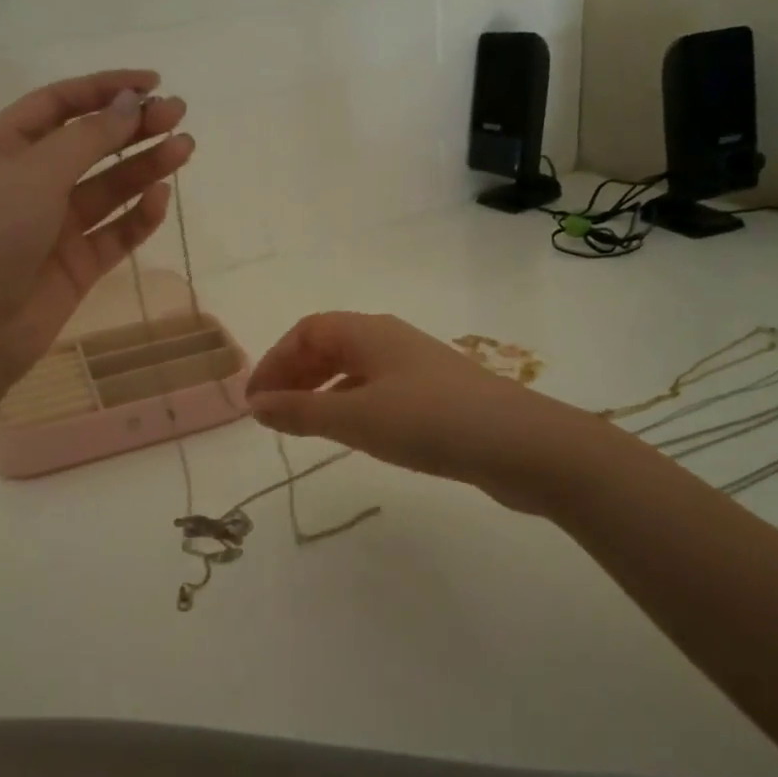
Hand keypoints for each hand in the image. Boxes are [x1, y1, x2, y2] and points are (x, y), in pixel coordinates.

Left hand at [0, 70, 193, 379]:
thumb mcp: (34, 174)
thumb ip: (88, 138)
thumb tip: (131, 102)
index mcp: (3, 149)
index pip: (59, 104)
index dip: (104, 89)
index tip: (151, 83)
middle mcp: (29, 182)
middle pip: (89, 144)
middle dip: (132, 127)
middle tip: (178, 114)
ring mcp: (54, 226)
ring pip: (108, 187)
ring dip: (144, 167)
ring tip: (185, 148)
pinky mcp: (77, 264)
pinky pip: (114, 232)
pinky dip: (138, 216)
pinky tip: (160, 197)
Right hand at [245, 312, 557, 496]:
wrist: (521, 445)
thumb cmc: (430, 421)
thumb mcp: (356, 418)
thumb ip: (302, 411)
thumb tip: (256, 405)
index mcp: (368, 332)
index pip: (307, 331)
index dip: (276, 361)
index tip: (255, 401)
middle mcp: (390, 340)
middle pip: (329, 345)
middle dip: (295, 374)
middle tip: (272, 413)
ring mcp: (416, 366)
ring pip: (355, 369)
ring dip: (322, 390)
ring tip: (303, 424)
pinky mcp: (436, 395)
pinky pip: (378, 390)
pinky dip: (352, 404)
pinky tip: (353, 433)